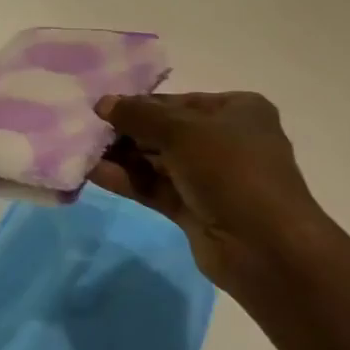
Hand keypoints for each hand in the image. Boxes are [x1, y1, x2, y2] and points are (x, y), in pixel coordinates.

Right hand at [90, 91, 324, 301]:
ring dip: (125, 157)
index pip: (180, 102)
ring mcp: (212, 178)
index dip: (141, 104)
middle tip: (86, 131)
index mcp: (238, 111)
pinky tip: (96, 174)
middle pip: (168, 131)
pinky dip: (130, 180)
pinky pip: (157, 188)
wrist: (265, 247)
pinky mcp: (197, 210)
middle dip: (129, 132)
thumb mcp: (184, 132)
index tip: (102, 108)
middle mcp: (227, 140)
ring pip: (160, 161)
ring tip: (84, 152)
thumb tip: (103, 103)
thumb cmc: (231, 170)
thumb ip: (140, 116)